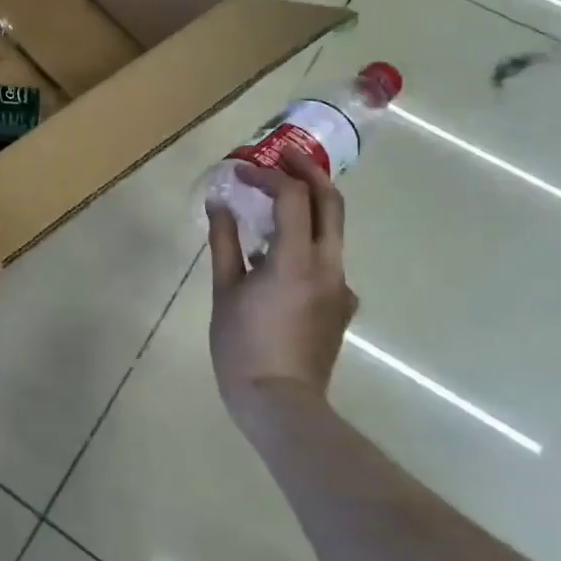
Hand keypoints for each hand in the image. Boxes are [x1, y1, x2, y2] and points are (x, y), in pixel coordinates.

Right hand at [205, 150, 358, 424]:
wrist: (280, 405)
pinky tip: (276, 257)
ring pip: (332, 230)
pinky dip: (305, 241)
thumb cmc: (243, 347)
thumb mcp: (225, 290)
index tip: (240, 169)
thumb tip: (220, 203)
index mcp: (297, 260)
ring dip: (307, 206)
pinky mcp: (341, 305)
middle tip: (282, 155)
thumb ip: (224, 242)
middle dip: (308, 172)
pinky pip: (326, 259)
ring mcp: (340, 286)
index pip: (293, 197)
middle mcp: (329, 266)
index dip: (267, 175)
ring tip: (272, 201)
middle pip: (331, 203)